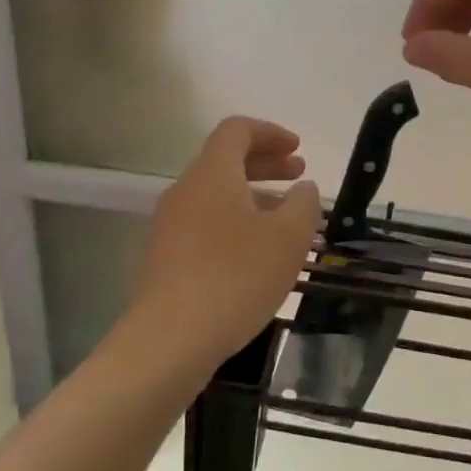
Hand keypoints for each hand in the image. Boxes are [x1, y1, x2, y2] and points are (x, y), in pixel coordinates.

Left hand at [132, 117, 320, 371]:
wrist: (170, 340)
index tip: (298, 149)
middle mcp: (186, 190)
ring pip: (217, 194)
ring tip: (286, 219)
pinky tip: (258, 253)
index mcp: (212, 173)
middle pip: (226, 160)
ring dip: (254, 196)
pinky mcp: (166, 257)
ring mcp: (171, 225)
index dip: (271, 132)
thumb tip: (304, 189)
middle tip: (300, 176)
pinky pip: (206, 222)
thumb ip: (304, 204)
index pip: (237, 130)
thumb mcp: (288, 238)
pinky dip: (236, 222)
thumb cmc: (236, 277)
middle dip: (266, 163)